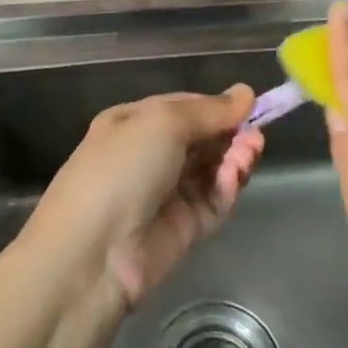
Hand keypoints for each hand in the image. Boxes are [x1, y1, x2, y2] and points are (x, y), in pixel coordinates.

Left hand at [27, 87, 265, 307]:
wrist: (91, 254)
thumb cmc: (121, 169)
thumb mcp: (162, 122)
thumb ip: (209, 110)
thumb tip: (246, 93)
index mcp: (134, 124)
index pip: (184, 108)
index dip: (216, 106)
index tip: (250, 106)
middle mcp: (149, 156)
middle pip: (202, 139)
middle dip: (231, 134)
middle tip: (256, 135)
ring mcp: (167, 194)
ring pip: (212, 170)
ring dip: (235, 158)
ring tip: (250, 154)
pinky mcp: (183, 229)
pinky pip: (213, 202)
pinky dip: (228, 188)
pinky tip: (235, 177)